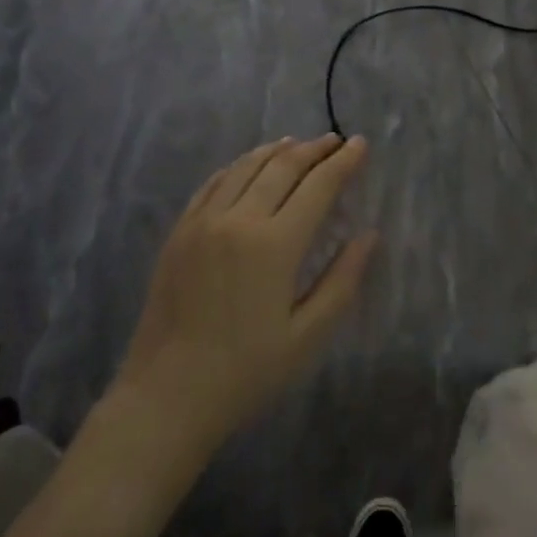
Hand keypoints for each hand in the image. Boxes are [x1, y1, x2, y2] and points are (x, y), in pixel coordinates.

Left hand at [116, 135, 376, 452]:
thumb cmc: (246, 372)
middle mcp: (239, 220)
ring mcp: (203, 222)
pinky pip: (213, 183)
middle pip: (282, 167)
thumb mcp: (308, 336)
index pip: (318, 187)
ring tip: (297, 144)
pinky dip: (238, 166)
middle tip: (335, 140)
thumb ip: (342, 280)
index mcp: (275, 245)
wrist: (167, 395)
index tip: (361, 144)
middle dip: (314, 149)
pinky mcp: (180, 231)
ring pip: (245, 167)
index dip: (343, 162)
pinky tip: (248, 165)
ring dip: (276, 151)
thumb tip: (368, 236)